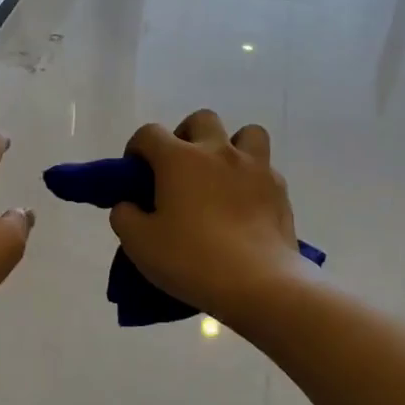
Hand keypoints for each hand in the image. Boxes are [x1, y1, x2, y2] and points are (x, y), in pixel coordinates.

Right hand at [109, 110, 302, 323]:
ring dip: (230, 146)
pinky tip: (245, 204)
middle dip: (186, 136)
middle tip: (179, 168)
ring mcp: (254, 168)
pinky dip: (252, 178)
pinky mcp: (280, 190)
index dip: (137, 148)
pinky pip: (265, 168)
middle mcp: (217, 152)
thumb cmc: (191, 259)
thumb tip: (128, 205)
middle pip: (201, 120)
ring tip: (221, 175)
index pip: (149, 133)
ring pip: (246, 133)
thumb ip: (124, 216)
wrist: (259, 284)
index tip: (135, 172)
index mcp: (178, 159)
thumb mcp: (139, 244)